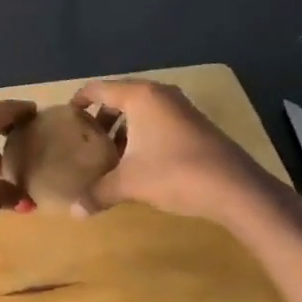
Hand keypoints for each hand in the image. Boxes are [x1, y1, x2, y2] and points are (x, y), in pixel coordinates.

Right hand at [68, 79, 291, 226]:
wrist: (235, 187)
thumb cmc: (175, 173)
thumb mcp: (130, 184)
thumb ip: (99, 193)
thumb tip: (74, 212)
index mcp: (140, 97)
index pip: (99, 89)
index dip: (80, 101)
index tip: (66, 118)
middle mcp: (160, 94)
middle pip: (120, 97)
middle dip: (101, 118)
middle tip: (86, 140)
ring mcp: (181, 108)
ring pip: (142, 111)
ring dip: (123, 128)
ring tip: (110, 154)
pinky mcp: (195, 124)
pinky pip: (159, 120)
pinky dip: (143, 134)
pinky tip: (140, 161)